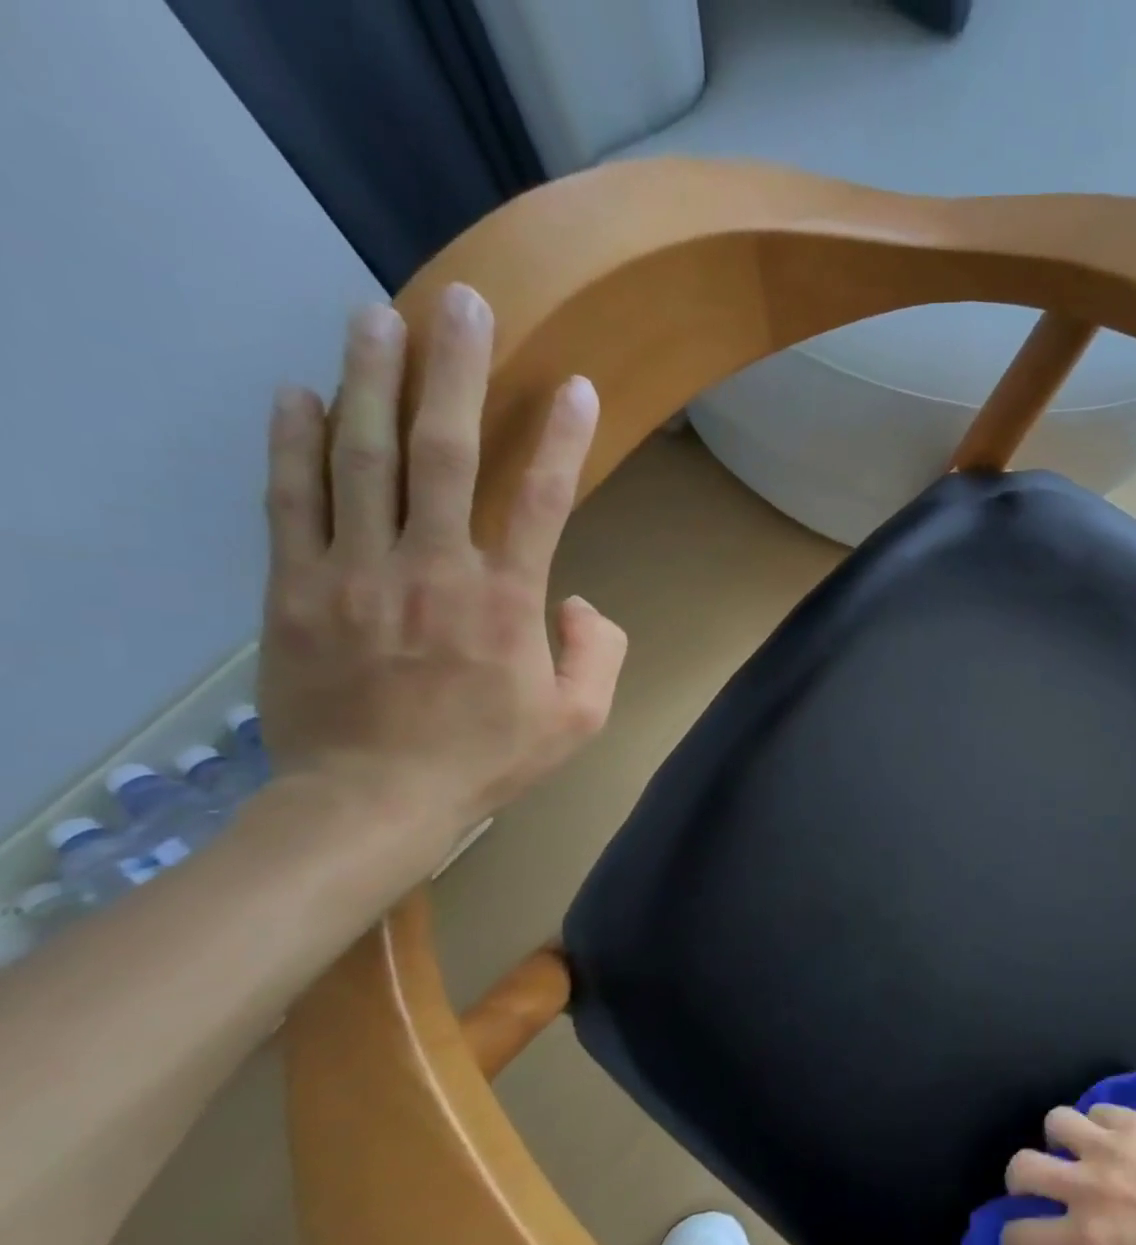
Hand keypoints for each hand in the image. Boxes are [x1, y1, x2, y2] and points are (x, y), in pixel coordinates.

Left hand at [257, 284, 627, 842]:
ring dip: (369, 379)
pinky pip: (289, 500)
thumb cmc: (485, 760)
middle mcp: (430, 569)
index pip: (540, 500)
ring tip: (376, 314)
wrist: (369, 802)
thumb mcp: (578, 722)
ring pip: (358, 457)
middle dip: (454, 371)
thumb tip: (576, 600)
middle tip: (461, 302)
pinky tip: (297, 391)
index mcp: (504, 603)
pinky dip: (291, 442)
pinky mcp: (296, 586)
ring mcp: (354, 571)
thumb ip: (597, 653)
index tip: (573, 385)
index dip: (560, 438)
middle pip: (441, 452)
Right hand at [1000, 1105, 1135, 1244]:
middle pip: (1022, 1167)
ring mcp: (1110, 1145)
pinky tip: (1114, 1138)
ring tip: (1076, 1149)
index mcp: (1088, 1239)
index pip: (1020, 1236)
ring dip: (1059, 1139)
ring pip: (1054, 1121)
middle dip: (1021, 1179)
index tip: (1020, 1239)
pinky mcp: (1134, 1120)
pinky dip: (1098, 1124)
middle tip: (1038, 1185)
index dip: (1013, 1241)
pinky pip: (1097, 1109)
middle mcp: (1088, 1186)